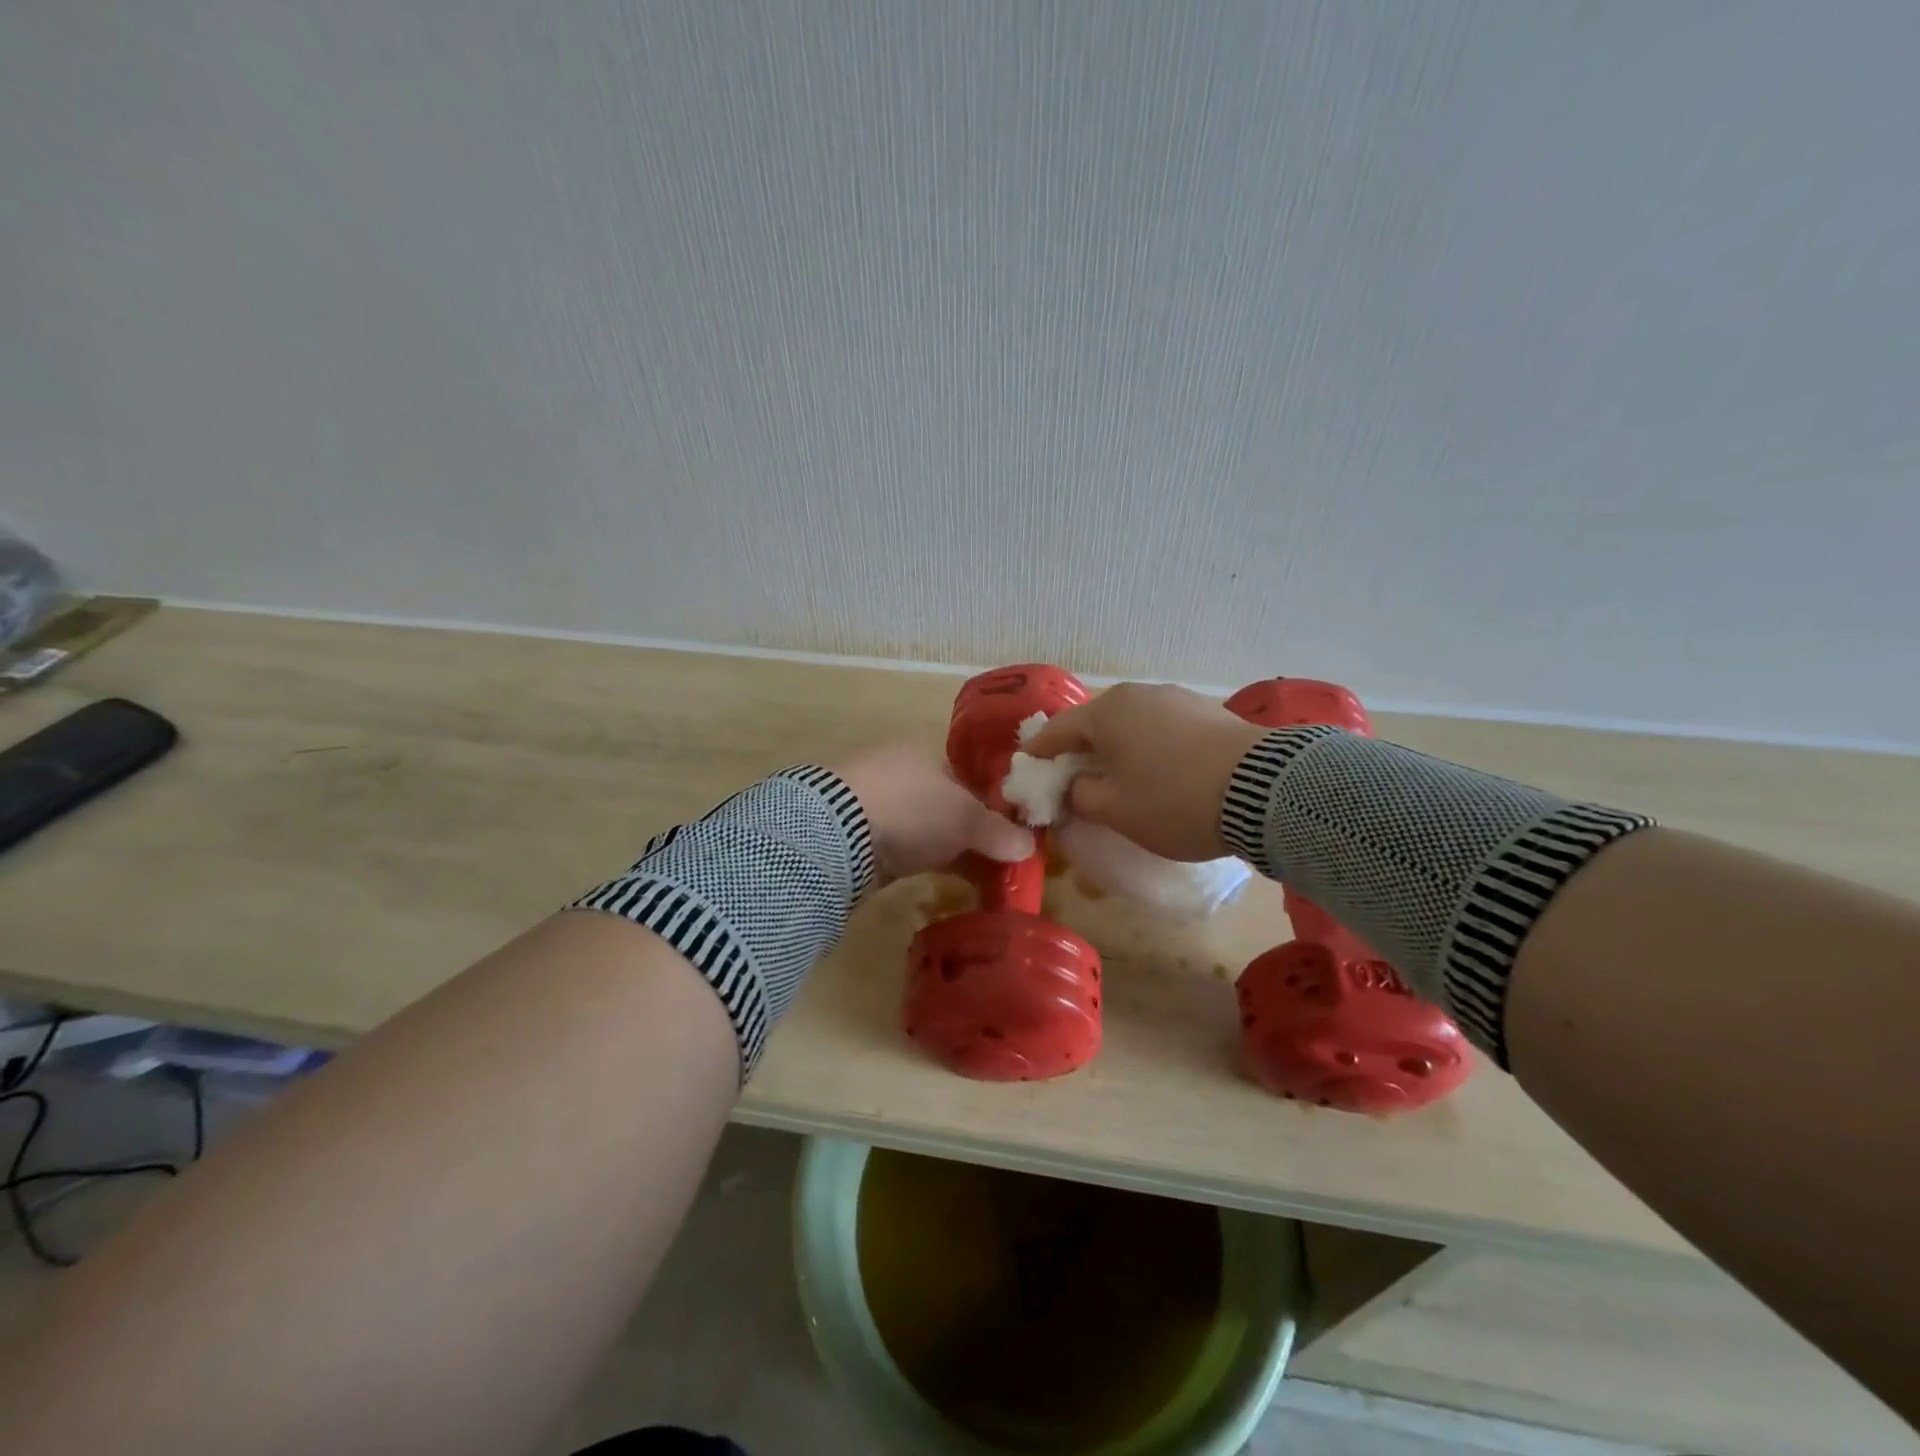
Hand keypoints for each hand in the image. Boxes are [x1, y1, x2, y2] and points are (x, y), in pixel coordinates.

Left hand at [832, 744, 1033, 883]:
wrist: (837, 833)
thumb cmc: (913, 809)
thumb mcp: (966, 819)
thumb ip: (998, 832)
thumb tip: (1030, 845)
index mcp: (926, 754)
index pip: (968, 781)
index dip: (991, 809)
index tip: (1010, 838)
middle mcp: (900, 772)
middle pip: (946, 806)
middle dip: (971, 833)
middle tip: (997, 864)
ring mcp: (876, 803)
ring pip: (924, 828)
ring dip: (948, 850)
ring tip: (977, 879)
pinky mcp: (857, 835)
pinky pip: (903, 847)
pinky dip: (922, 861)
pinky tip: (938, 878)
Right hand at [1023, 683, 1265, 861]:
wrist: (1265, 790)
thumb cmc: (1173, 800)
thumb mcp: (1115, 810)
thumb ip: (1079, 797)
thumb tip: (1073, 788)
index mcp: (1105, 713)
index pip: (1056, 732)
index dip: (1039, 755)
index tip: (1028, 772)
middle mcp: (1137, 694)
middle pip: (1094, 724)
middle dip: (1080, 752)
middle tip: (1074, 780)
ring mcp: (1176, 698)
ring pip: (1131, 725)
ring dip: (1118, 749)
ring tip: (1120, 778)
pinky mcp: (1208, 711)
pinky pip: (1162, 728)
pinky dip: (1150, 747)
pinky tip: (1160, 771)